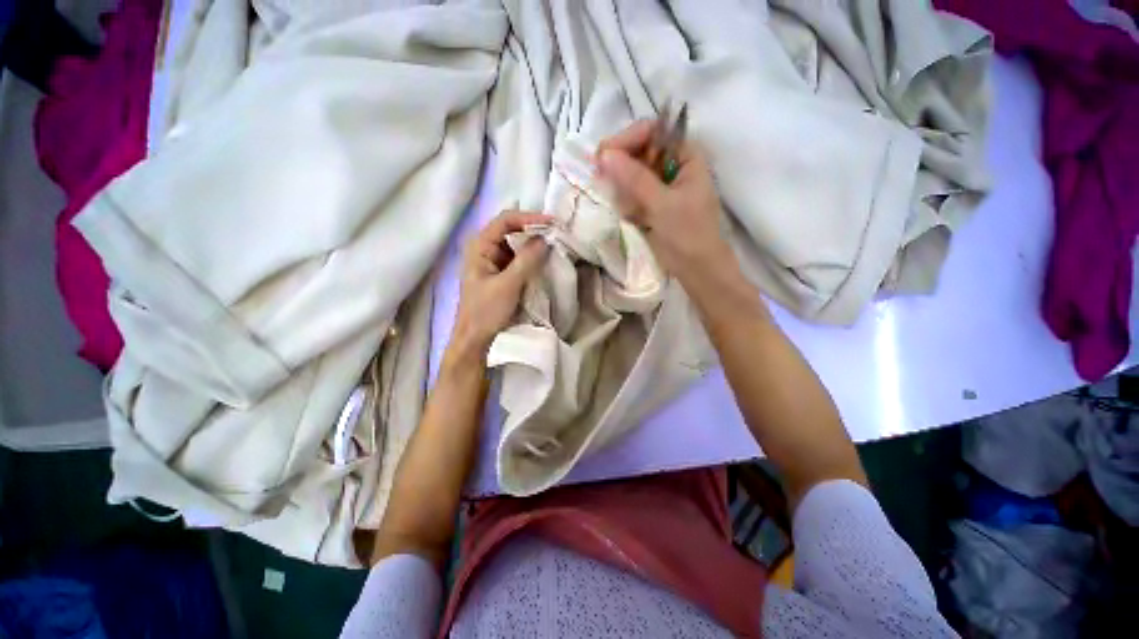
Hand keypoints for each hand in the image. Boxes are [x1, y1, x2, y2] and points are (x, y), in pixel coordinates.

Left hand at [449, 210, 552, 361]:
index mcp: (480, 246)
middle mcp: (486, 248)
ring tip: (555, 243)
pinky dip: (533, 257)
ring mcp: (495, 261)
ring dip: (535, 243)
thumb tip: (545, 239)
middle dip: (534, 229)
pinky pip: (520, 259)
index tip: (553, 223)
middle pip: (512, 229)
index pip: (506, 220)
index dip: (530, 218)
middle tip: (558, 232)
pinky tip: (546, 258)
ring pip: (518, 244)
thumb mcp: (507, 285)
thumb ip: (526, 260)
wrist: (476, 340)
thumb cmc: (486, 312)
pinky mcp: (503, 273)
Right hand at [596, 120, 736, 287]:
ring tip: (630, 210)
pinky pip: (629, 194)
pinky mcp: (650, 202)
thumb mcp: (663, 205)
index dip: (626, 139)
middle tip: (603, 181)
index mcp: (685, 155)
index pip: (651, 132)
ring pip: (629, 174)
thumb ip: (635, 179)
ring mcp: (659, 184)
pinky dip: (626, 204)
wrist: (696, 268)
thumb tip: (604, 155)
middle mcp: (671, 164)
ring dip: (623, 190)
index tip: (603, 156)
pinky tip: (633, 218)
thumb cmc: (689, 234)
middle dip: (621, 168)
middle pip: (637, 151)